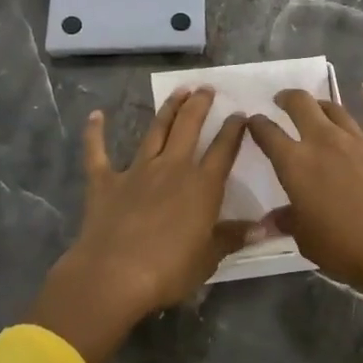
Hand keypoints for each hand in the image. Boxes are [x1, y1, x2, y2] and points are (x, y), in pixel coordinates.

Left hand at [27, 88, 251, 362]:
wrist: (113, 275)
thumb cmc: (168, 270)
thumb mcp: (208, 259)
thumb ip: (233, 237)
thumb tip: (266, 228)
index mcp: (202, 186)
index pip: (223, 150)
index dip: (233, 130)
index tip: (240, 114)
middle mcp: (172, 168)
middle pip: (189, 127)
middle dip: (200, 105)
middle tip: (207, 88)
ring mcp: (137, 170)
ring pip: (156, 130)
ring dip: (168, 108)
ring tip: (179, 90)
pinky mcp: (105, 181)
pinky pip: (98, 152)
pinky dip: (95, 133)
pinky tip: (96, 115)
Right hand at [246, 82, 362, 296]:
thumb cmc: (344, 246)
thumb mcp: (306, 239)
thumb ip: (288, 221)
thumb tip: (269, 221)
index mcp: (295, 163)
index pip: (268, 134)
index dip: (257, 124)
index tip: (253, 121)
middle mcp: (323, 141)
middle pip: (301, 104)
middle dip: (288, 98)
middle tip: (282, 100)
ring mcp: (357, 139)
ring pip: (335, 108)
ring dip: (322, 104)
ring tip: (316, 105)